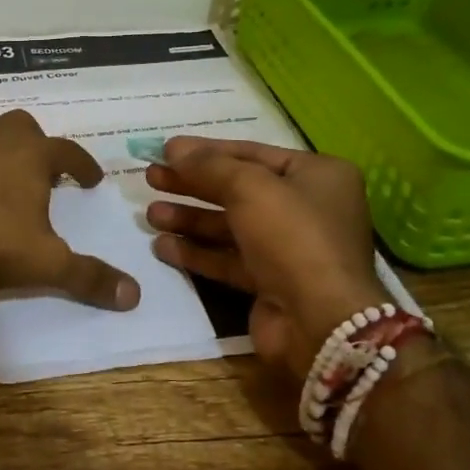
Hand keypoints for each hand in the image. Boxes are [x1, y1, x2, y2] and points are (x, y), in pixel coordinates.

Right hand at [144, 137, 384, 379]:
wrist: (319, 321)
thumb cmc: (292, 236)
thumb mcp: (249, 187)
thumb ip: (208, 165)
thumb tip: (173, 148)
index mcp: (318, 175)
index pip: (252, 153)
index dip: (207, 151)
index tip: (166, 149)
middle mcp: (307, 208)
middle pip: (238, 189)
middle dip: (192, 185)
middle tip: (151, 178)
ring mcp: (289, 248)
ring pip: (230, 226)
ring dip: (190, 219)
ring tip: (150, 215)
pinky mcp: (271, 282)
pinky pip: (228, 259)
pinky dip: (197, 252)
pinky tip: (162, 246)